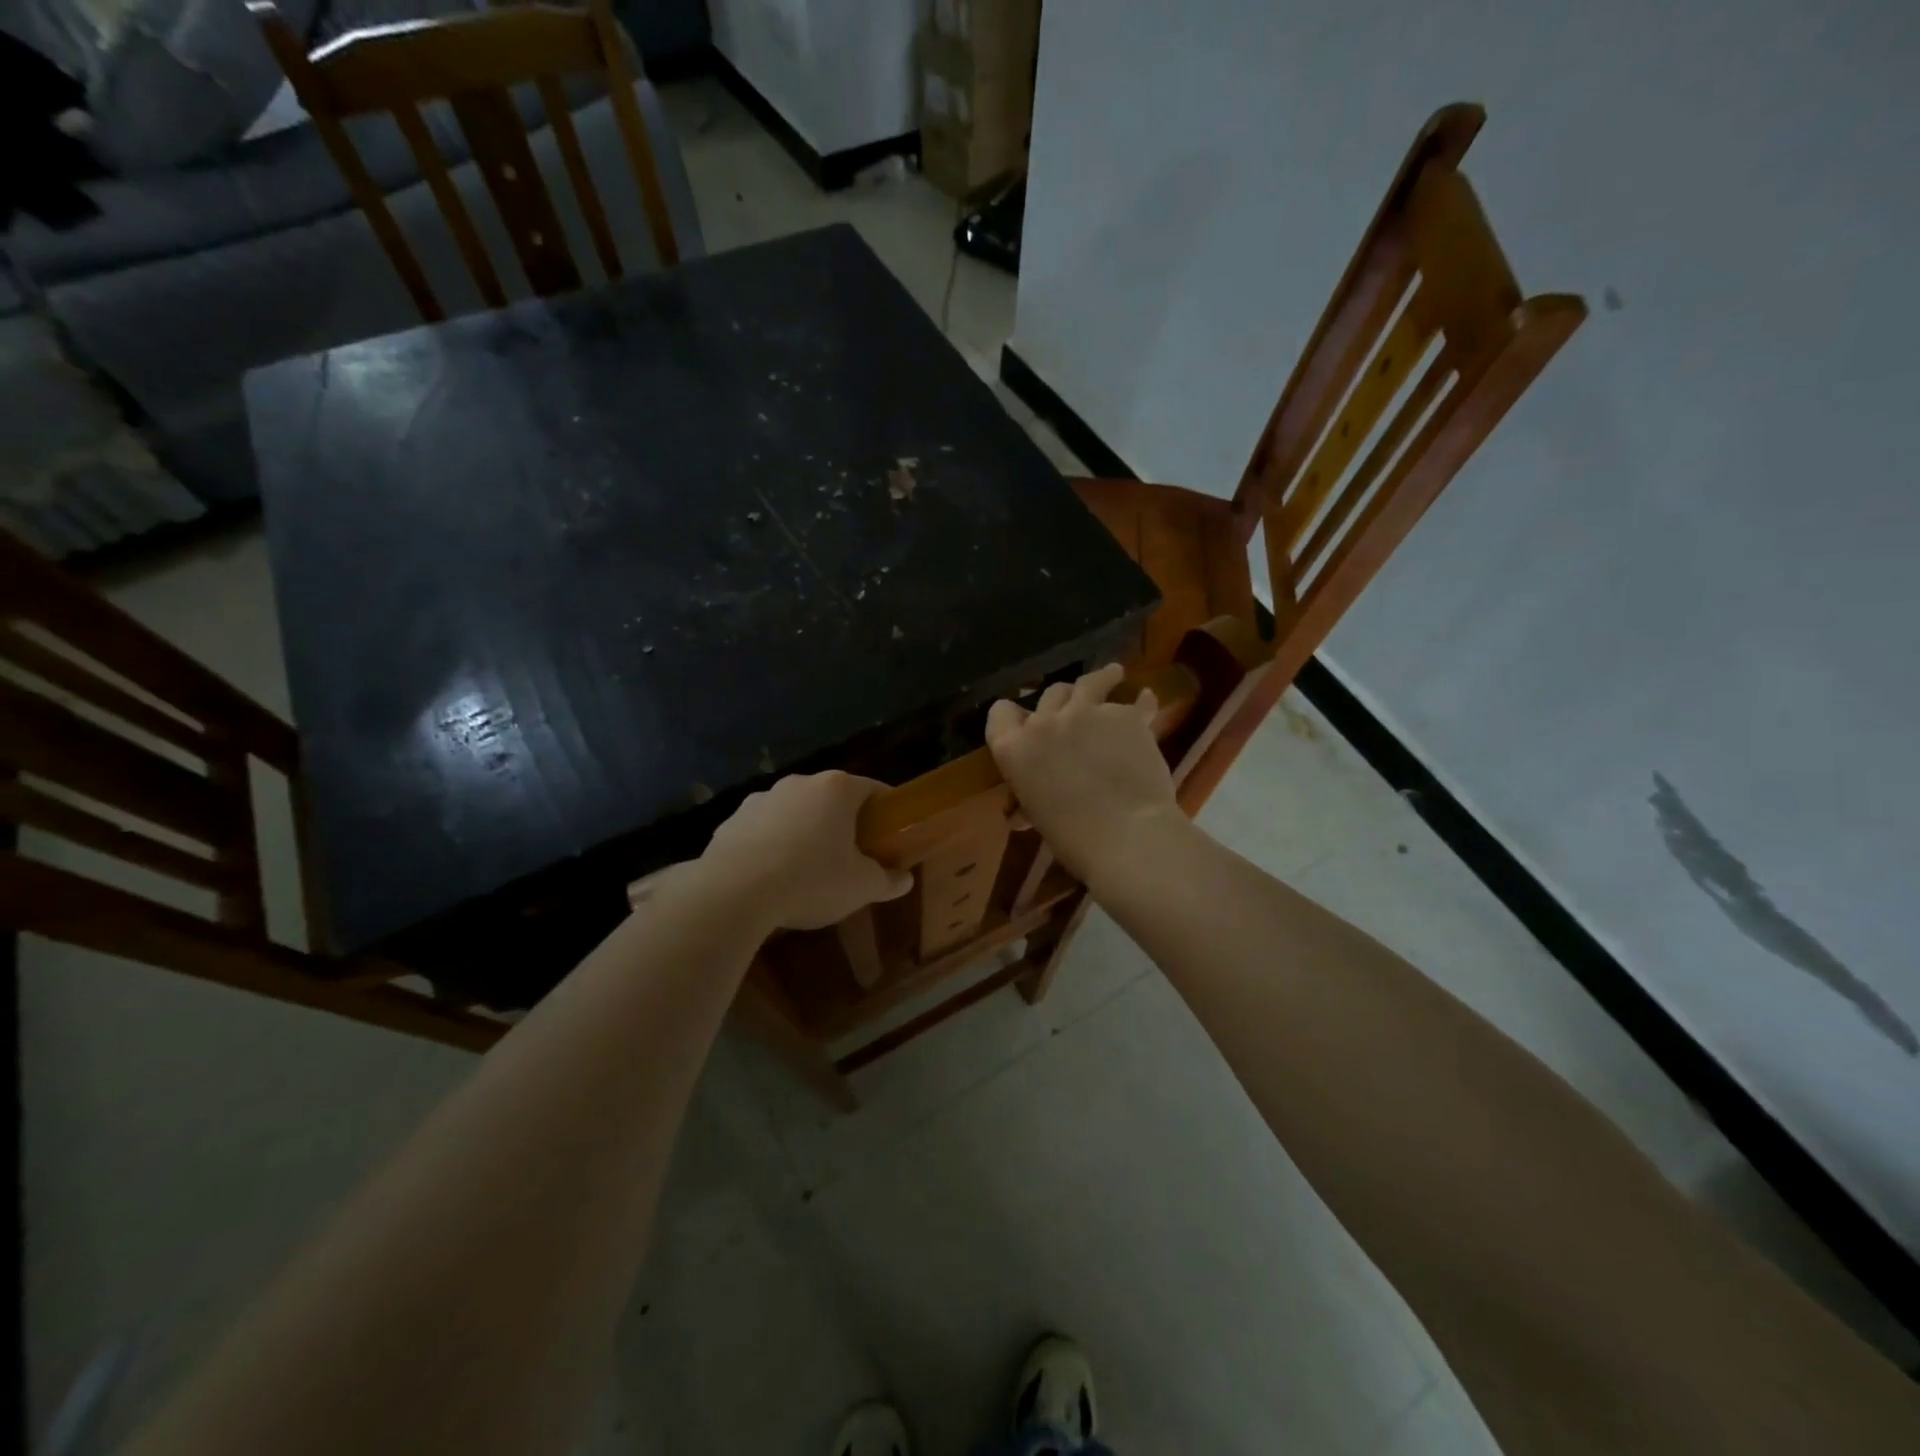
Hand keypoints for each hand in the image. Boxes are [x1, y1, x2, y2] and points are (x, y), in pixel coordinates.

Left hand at [698, 771, 911, 930]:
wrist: (733, 894)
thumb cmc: (811, 880)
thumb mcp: (861, 887)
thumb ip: (887, 880)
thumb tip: (904, 879)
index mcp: (837, 789)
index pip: (873, 789)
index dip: (887, 811)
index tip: (890, 835)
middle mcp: (799, 783)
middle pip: (832, 799)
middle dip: (844, 823)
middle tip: (852, 856)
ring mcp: (761, 799)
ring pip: (795, 812)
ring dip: (805, 832)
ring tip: (807, 869)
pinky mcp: (731, 821)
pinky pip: (763, 830)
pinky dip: (772, 846)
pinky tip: (771, 877)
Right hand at [985, 664, 1185, 886]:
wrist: (1126, 836)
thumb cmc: (1073, 838)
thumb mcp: (1039, 816)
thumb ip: (1030, 800)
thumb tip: (1021, 815)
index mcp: (1014, 749)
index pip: (1000, 714)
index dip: (1011, 715)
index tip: (1022, 720)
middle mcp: (1045, 722)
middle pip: (1050, 694)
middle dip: (1061, 701)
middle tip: (1073, 708)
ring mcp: (1087, 713)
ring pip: (1090, 682)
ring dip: (1102, 677)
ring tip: (1113, 673)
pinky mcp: (1125, 716)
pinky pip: (1135, 702)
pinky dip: (1141, 702)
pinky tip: (1147, 700)